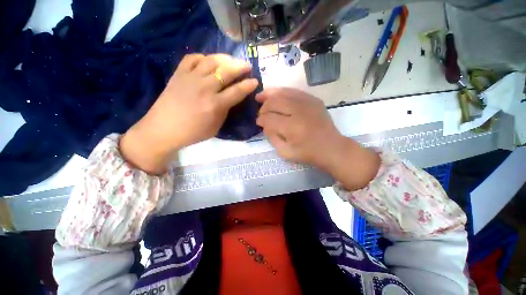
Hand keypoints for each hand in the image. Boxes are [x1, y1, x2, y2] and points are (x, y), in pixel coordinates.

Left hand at [120, 54, 258, 173]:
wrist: (163, 129)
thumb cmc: (193, 132)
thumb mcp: (216, 126)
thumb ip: (225, 110)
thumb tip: (231, 98)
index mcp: (215, 105)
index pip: (237, 91)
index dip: (248, 85)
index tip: (255, 81)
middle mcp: (205, 88)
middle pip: (226, 71)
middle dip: (240, 66)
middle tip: (247, 66)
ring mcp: (190, 78)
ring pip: (211, 60)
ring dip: (225, 58)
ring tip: (232, 60)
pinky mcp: (178, 74)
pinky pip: (192, 58)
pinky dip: (203, 57)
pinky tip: (208, 61)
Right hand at [256, 88, 379, 189]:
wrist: (332, 147)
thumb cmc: (308, 153)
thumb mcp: (285, 152)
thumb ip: (272, 138)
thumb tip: (265, 125)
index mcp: (292, 127)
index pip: (269, 118)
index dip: (261, 120)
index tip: (258, 122)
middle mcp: (299, 111)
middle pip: (274, 102)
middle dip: (264, 106)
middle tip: (260, 112)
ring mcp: (308, 103)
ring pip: (283, 93)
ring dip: (270, 94)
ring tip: (261, 96)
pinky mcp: (314, 100)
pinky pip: (294, 91)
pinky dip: (282, 92)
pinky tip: (276, 94)